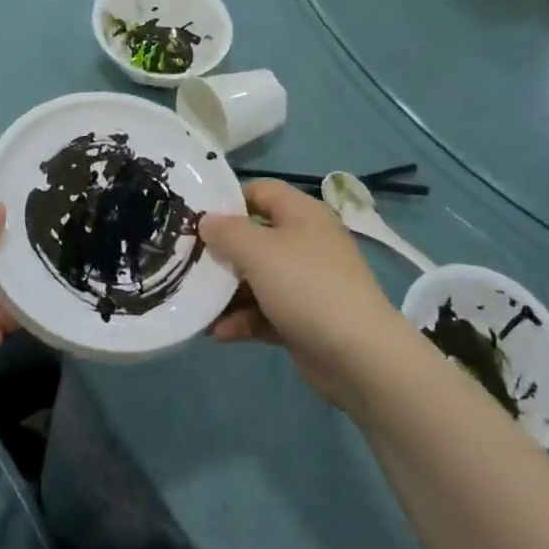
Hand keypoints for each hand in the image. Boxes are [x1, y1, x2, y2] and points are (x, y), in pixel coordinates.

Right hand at [200, 180, 412, 410]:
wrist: (360, 356)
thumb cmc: (306, 287)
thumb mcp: (259, 252)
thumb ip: (227, 232)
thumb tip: (207, 220)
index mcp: (301, 214)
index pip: (261, 191)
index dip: (229, 201)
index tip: (196, 218)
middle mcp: (305, 242)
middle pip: (255, 237)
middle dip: (222, 252)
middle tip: (187, 262)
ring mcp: (307, 283)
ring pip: (258, 278)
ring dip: (227, 292)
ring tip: (196, 304)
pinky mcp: (304, 319)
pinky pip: (266, 312)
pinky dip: (243, 320)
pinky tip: (217, 334)